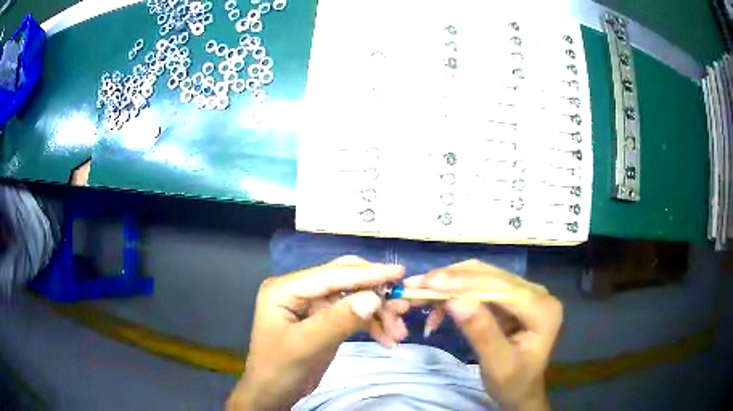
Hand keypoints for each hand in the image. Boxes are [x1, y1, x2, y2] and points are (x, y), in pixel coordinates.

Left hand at [227, 256, 404, 410]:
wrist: (273, 394)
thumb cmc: (278, 369)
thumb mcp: (305, 346)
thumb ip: (337, 321)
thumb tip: (373, 298)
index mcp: (286, 289)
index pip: (331, 275)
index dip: (366, 273)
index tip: (399, 272)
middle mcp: (300, 291)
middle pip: (345, 282)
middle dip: (376, 294)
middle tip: (403, 306)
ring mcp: (313, 305)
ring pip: (354, 299)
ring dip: (378, 314)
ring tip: (400, 331)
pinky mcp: (325, 320)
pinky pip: (354, 316)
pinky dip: (372, 326)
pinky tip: (388, 339)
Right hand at [404, 260, 562, 410]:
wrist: (521, 391)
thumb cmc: (513, 383)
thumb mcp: (498, 365)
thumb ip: (482, 333)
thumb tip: (455, 300)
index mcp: (542, 309)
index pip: (501, 287)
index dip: (464, 282)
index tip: (428, 282)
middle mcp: (537, 294)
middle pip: (491, 276)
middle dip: (451, 280)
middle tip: (415, 286)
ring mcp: (524, 294)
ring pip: (483, 277)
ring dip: (450, 285)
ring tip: (421, 296)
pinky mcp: (511, 300)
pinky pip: (481, 289)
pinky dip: (456, 295)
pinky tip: (438, 310)